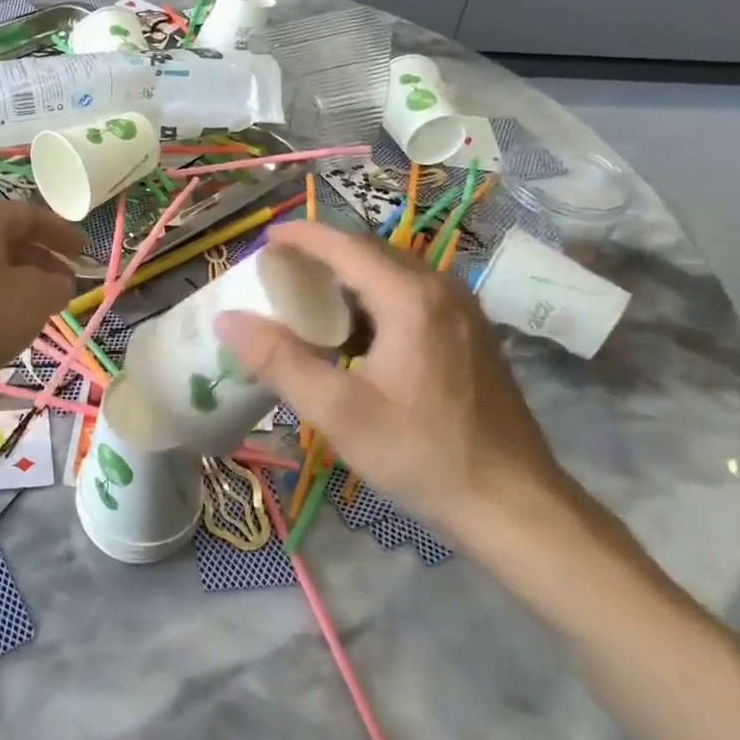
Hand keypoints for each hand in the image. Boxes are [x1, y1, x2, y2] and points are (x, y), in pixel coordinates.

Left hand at [0, 201, 82, 404]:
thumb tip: (56, 283)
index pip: (29, 215)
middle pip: (6, 238)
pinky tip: (6, 323)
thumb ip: (57, 283)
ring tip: (42, 305)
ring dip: (20, 280)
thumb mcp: (34, 298)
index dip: (62, 232)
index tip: (86, 251)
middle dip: (42, 258)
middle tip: (67, 281)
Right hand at [214, 222, 571, 540]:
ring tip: (307, 302)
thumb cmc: (421, 454)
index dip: (301, 236)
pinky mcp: (469, 334)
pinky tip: (353, 336)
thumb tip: (227, 319)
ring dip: (347, 280)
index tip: (264, 238)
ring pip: (391, 275)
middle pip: (369, 254)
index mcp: (410, 298)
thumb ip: (279, 360)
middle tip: (277, 275)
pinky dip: (372, 301)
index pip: (345, 246)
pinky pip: (411, 297)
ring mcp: (461, 311)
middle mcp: (440, 290)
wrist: (512, 503)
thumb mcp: (338, 411)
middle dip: (321, 256)